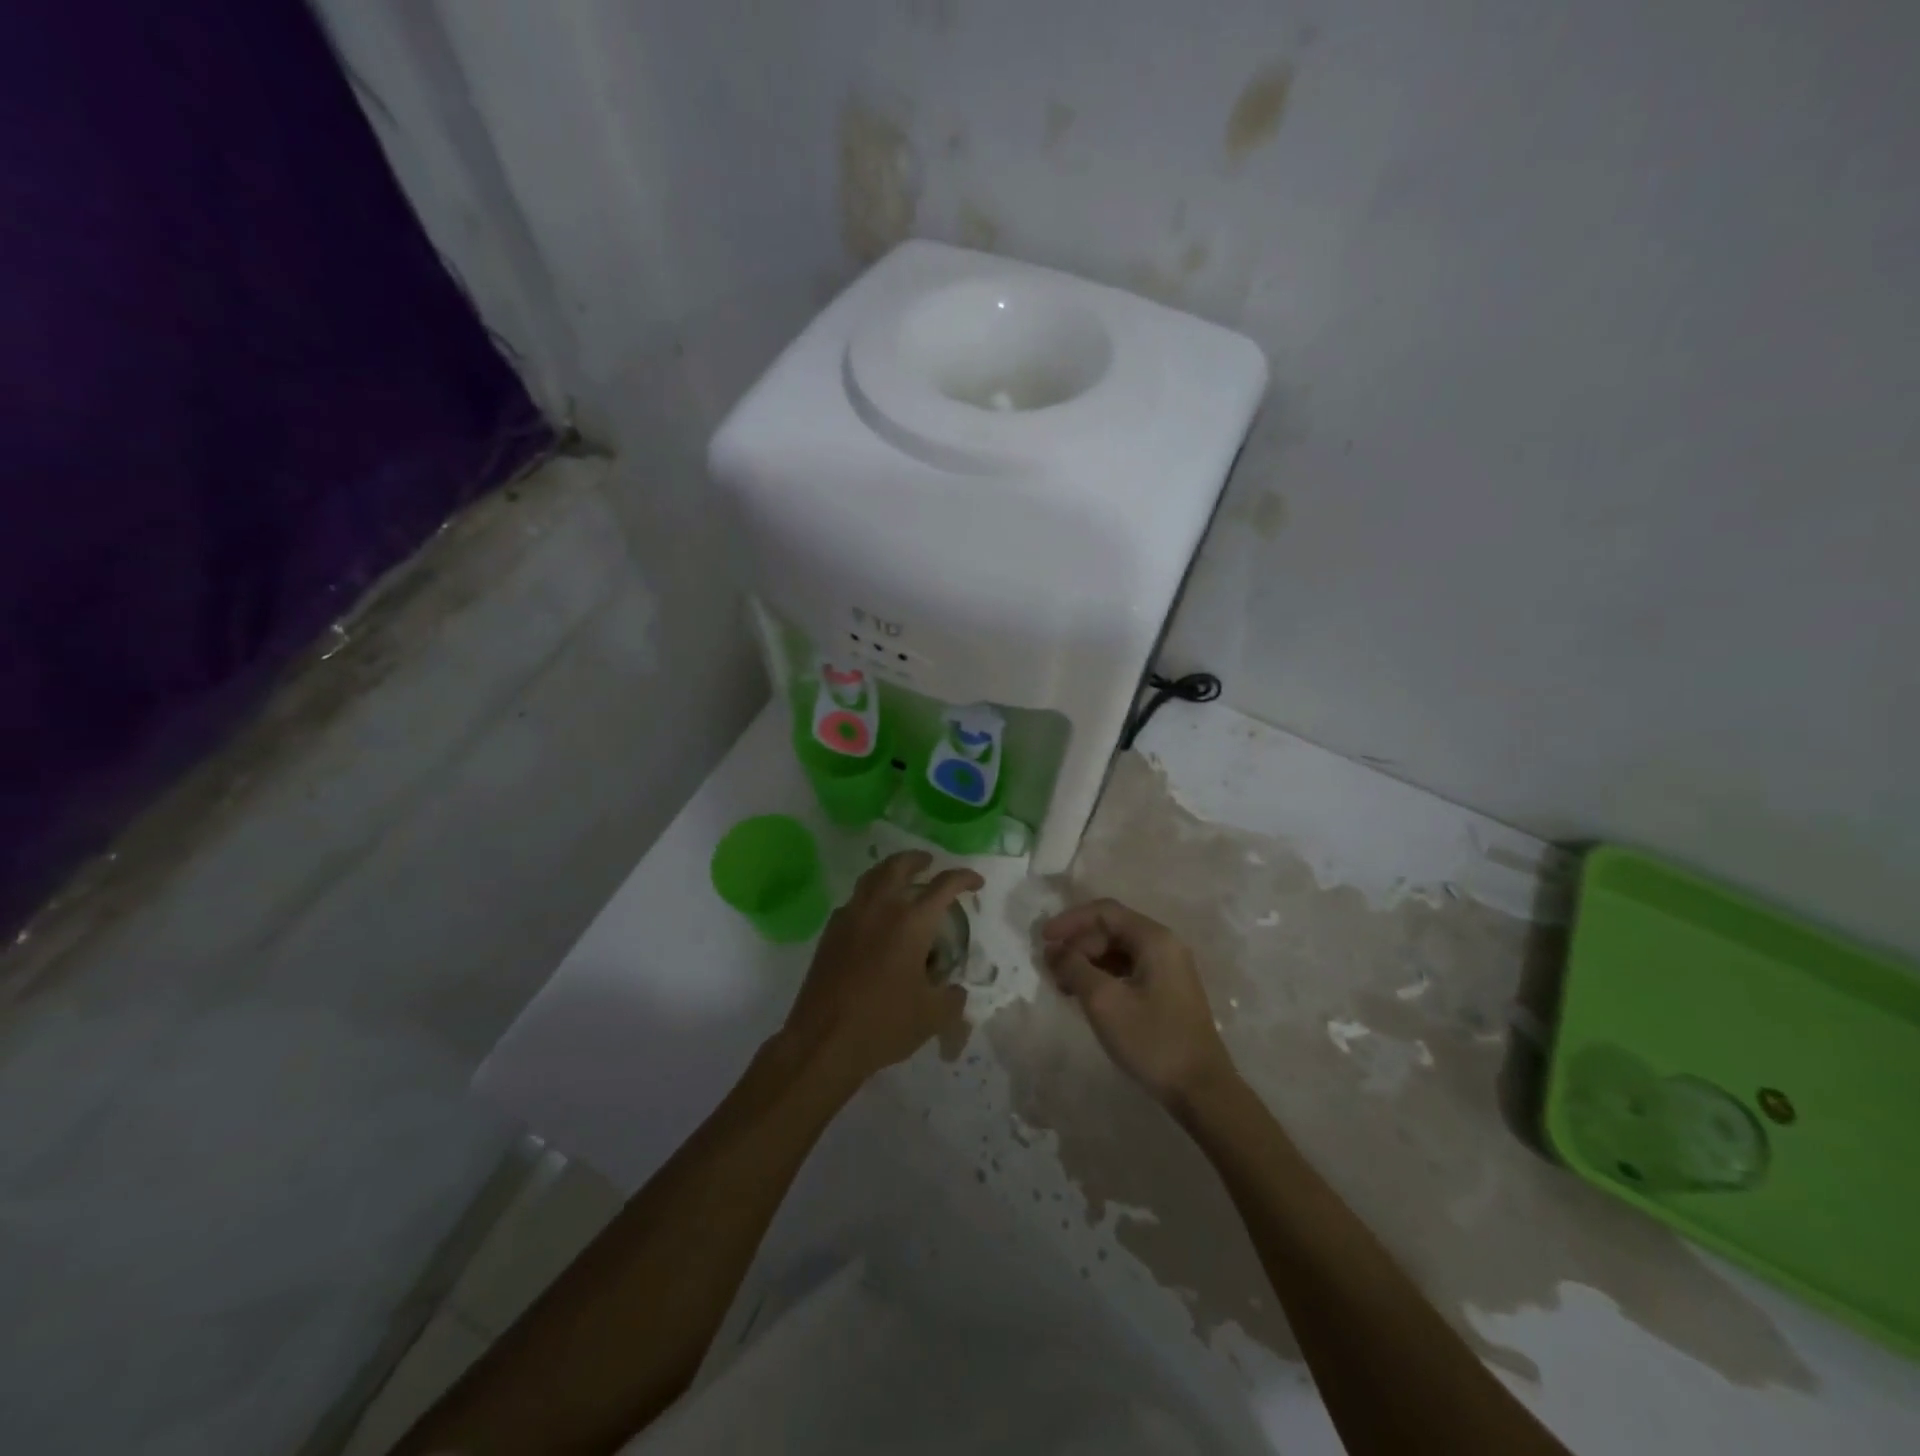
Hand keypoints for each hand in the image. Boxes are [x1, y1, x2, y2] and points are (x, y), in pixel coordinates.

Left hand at [783, 850, 982, 1088]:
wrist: (824, 1040)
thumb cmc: (884, 1024)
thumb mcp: (933, 1016)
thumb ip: (952, 997)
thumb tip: (956, 990)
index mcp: (912, 922)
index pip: (944, 886)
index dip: (964, 878)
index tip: (975, 882)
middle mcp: (880, 908)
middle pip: (899, 865)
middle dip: (918, 859)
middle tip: (929, 863)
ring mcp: (851, 916)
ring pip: (871, 877)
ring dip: (890, 870)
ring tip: (901, 878)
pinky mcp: (830, 932)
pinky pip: (854, 900)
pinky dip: (868, 895)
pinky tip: (874, 915)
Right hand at [1041, 898, 1237, 1107]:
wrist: (1201, 1090)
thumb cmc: (1152, 1040)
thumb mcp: (1104, 1002)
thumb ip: (1074, 967)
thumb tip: (1054, 950)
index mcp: (1154, 939)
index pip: (1105, 912)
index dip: (1070, 921)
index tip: (1043, 939)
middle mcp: (1165, 945)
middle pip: (1112, 929)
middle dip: (1078, 944)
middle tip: (1052, 969)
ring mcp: (1169, 969)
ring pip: (1119, 951)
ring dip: (1088, 962)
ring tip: (1063, 985)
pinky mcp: (1168, 991)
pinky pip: (1128, 970)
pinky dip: (1103, 977)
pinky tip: (1086, 997)